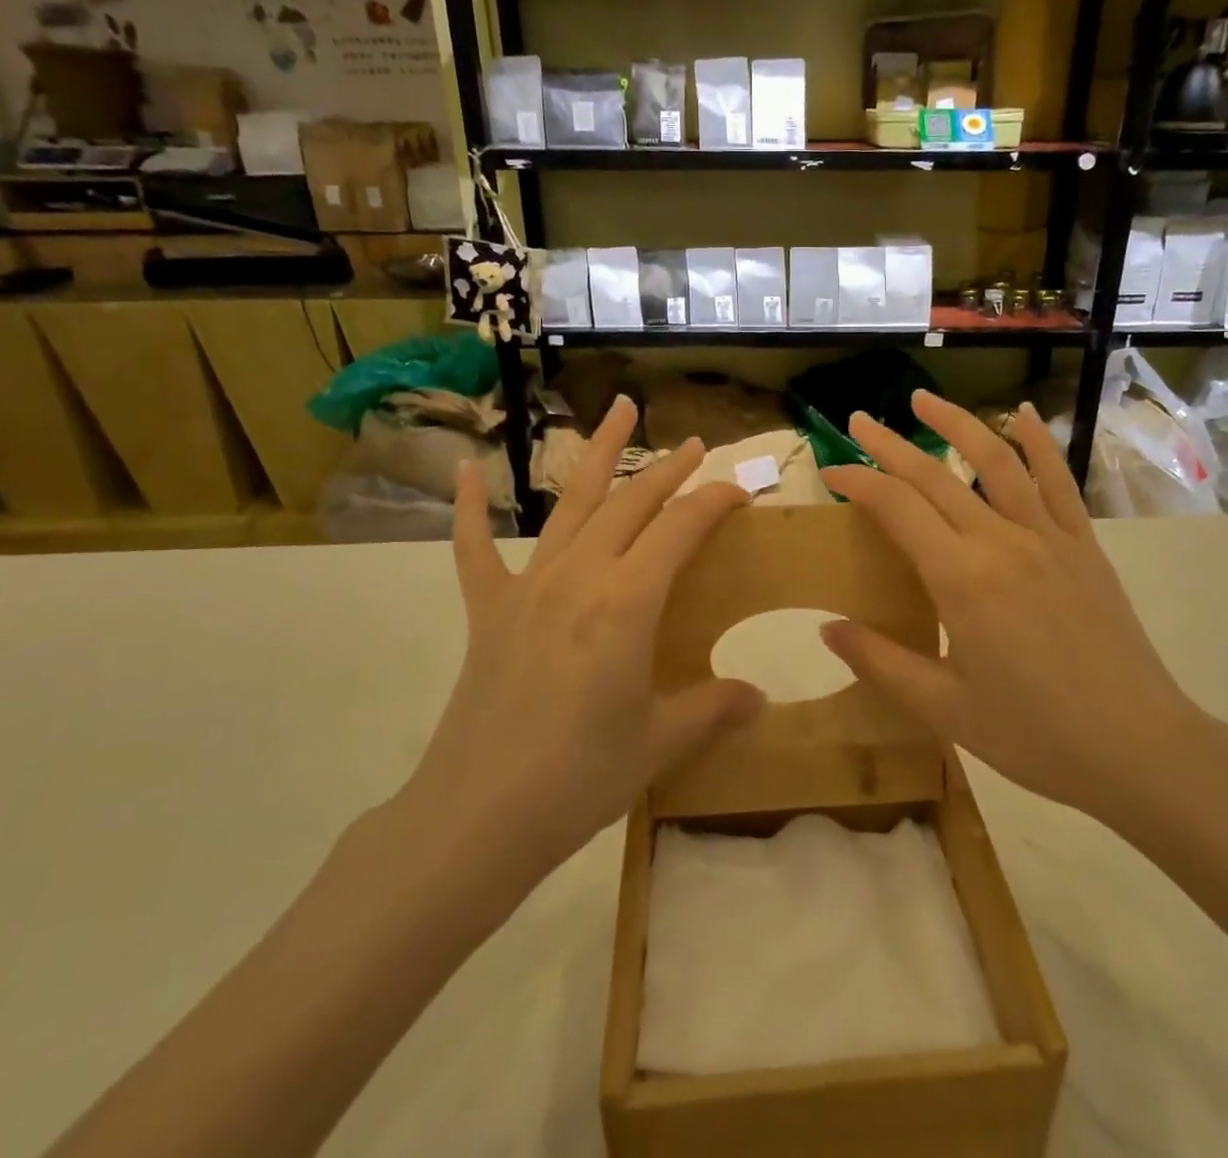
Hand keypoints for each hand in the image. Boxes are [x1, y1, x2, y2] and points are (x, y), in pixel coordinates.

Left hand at [408, 396, 764, 868]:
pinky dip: (470, 508)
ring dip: (599, 455)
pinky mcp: (489, 610)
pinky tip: (469, 470)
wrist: (480, 816)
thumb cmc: (581, 776)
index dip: (714, 501)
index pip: (681, 528)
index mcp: (628, 601)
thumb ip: (714, 708)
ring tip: (619, 411)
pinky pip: (475, 549)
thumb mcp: (661, 742)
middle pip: (632, 503)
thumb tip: (758, 697)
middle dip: (668, 470)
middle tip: (694, 445)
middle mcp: (580, 575)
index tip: (740, 491)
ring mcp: (529, 587)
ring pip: (572, 504)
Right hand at [818, 391, 1208, 832]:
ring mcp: (1048, 536)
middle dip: (890, 445)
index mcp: (960, 579)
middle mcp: (1001, 541)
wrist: (1139, 748)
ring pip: (995, 460)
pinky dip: (1039, 442)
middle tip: (858, 422)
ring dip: (956, 423)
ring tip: (923, 400)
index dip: (858, 482)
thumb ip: (880, 662)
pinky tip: (1024, 413)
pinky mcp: (1083, 545)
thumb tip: (826, 628)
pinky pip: (1059, 480)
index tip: (831, 472)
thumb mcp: (944, 708)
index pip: (896, 507)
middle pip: (934, 476)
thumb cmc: (1034, 735)